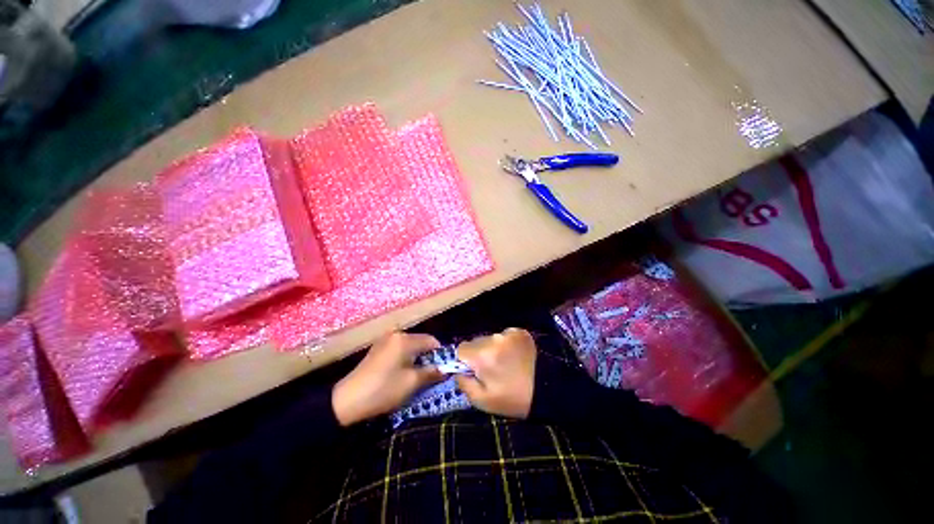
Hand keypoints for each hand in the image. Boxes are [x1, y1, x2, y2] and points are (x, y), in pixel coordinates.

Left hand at [332, 332, 443, 426]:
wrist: (346, 400)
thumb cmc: (383, 389)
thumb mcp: (411, 383)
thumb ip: (431, 373)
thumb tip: (445, 370)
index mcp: (405, 339)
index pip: (431, 341)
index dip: (440, 354)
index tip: (443, 369)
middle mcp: (396, 334)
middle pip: (420, 342)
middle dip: (428, 357)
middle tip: (431, 374)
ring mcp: (385, 339)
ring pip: (410, 346)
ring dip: (416, 358)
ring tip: (417, 375)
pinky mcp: (378, 348)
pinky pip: (399, 349)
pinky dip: (405, 358)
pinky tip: (402, 372)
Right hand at [455, 328, 537, 418]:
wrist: (548, 390)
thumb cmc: (513, 398)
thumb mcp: (483, 401)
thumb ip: (464, 384)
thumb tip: (457, 371)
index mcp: (482, 356)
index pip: (461, 348)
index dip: (465, 360)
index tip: (475, 370)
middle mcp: (494, 339)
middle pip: (475, 342)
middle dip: (479, 353)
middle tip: (492, 369)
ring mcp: (508, 333)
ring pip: (490, 338)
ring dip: (492, 348)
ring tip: (506, 362)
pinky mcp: (520, 331)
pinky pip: (504, 335)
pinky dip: (506, 344)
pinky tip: (515, 356)